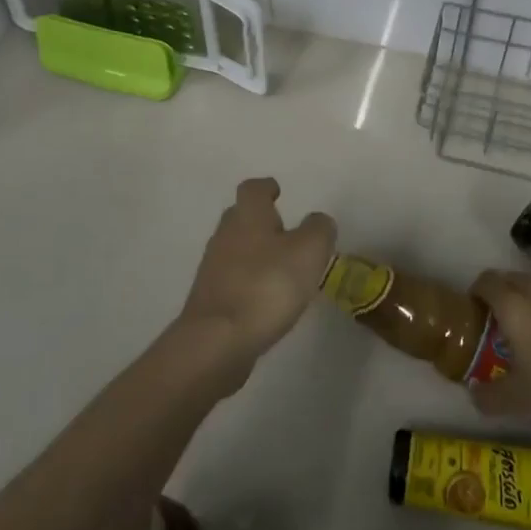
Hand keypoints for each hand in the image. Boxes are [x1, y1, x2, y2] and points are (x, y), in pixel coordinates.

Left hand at [174, 178, 336, 388]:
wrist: (217, 341)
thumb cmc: (267, 285)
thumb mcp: (309, 250)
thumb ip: (319, 229)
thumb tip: (317, 221)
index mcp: (248, 216)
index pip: (253, 189)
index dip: (266, 188)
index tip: (278, 191)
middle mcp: (225, 235)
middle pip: (240, 217)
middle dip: (261, 220)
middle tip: (285, 230)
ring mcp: (213, 269)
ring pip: (236, 249)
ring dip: (255, 253)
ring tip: (282, 268)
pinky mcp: (211, 300)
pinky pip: (233, 279)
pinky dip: (249, 281)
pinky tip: (266, 298)